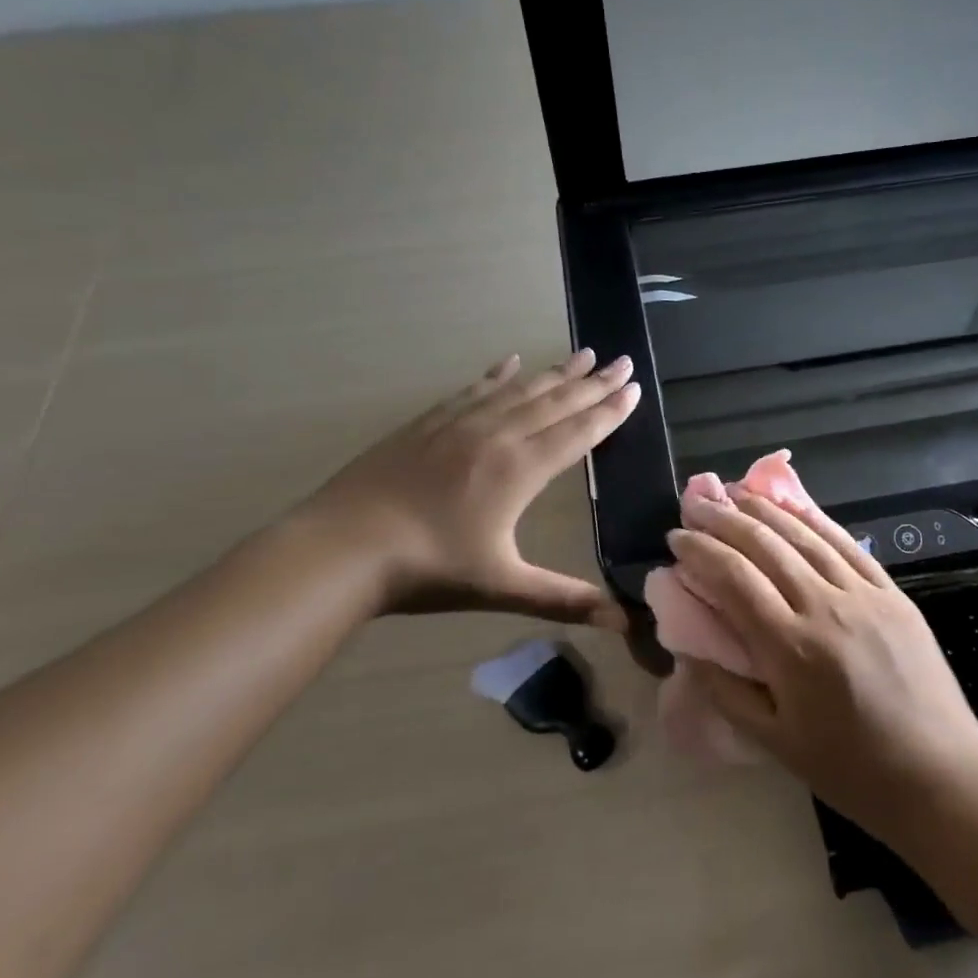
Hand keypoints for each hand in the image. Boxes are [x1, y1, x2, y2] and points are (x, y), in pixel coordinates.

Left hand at [301, 351, 639, 626]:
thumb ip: (564, 599)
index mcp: (521, 470)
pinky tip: (509, 362)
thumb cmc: (428, 568)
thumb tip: (624, 624)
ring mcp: (460, 424)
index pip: (578, 433)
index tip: (634, 387)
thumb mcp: (502, 587)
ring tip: (582, 353)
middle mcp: (498, 435)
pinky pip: (473, 390)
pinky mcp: (428, 423)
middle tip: (623, 359)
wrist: (343, 546)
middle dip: (594, 382)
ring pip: (520, 390)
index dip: (610, 411)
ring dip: (555, 372)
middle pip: (556, 402)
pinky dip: (497, 375)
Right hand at [665, 489, 977, 843]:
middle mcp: (825, 606)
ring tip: (735, 492)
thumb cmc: (851, 769)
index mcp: (791, 647)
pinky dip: (815, 520)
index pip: (734, 578)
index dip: (701, 550)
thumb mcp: (774, 743)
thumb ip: (725, 691)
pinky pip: (847, 544)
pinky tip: (794, 506)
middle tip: (695, 503)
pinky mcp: (893, 592)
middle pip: (766, 545)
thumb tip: (690, 647)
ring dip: (766, 509)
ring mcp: (864, 594)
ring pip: (805, 535)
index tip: (676, 537)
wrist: (940, 776)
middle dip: (724, 518)